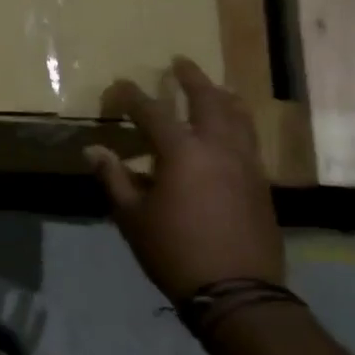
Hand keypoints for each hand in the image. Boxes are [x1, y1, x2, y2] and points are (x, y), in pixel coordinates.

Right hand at [86, 58, 283, 303]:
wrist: (237, 291)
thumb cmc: (174, 251)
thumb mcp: (132, 217)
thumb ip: (114, 178)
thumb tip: (93, 150)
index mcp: (182, 151)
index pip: (151, 111)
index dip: (131, 96)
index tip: (117, 86)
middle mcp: (218, 146)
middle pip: (207, 99)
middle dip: (191, 78)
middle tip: (180, 62)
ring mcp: (245, 162)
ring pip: (238, 115)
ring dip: (222, 96)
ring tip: (214, 87)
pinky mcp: (260, 182)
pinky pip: (250, 138)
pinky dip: (238, 122)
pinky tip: (231, 130)